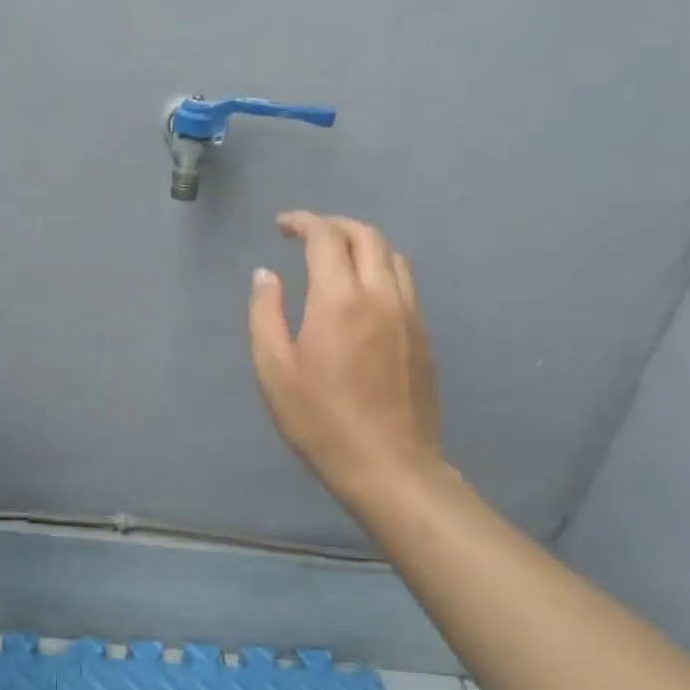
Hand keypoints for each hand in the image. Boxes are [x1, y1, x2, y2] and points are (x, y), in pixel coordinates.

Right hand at [249, 212, 446, 511]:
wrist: (390, 468)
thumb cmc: (321, 420)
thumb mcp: (274, 370)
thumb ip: (265, 313)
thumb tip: (266, 274)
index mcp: (339, 299)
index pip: (326, 237)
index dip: (303, 222)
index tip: (282, 226)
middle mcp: (380, 295)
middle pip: (366, 235)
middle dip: (334, 224)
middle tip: (306, 234)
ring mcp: (409, 314)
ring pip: (392, 255)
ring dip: (362, 242)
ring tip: (336, 255)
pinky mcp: (423, 335)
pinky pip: (404, 282)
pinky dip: (380, 267)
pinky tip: (362, 290)